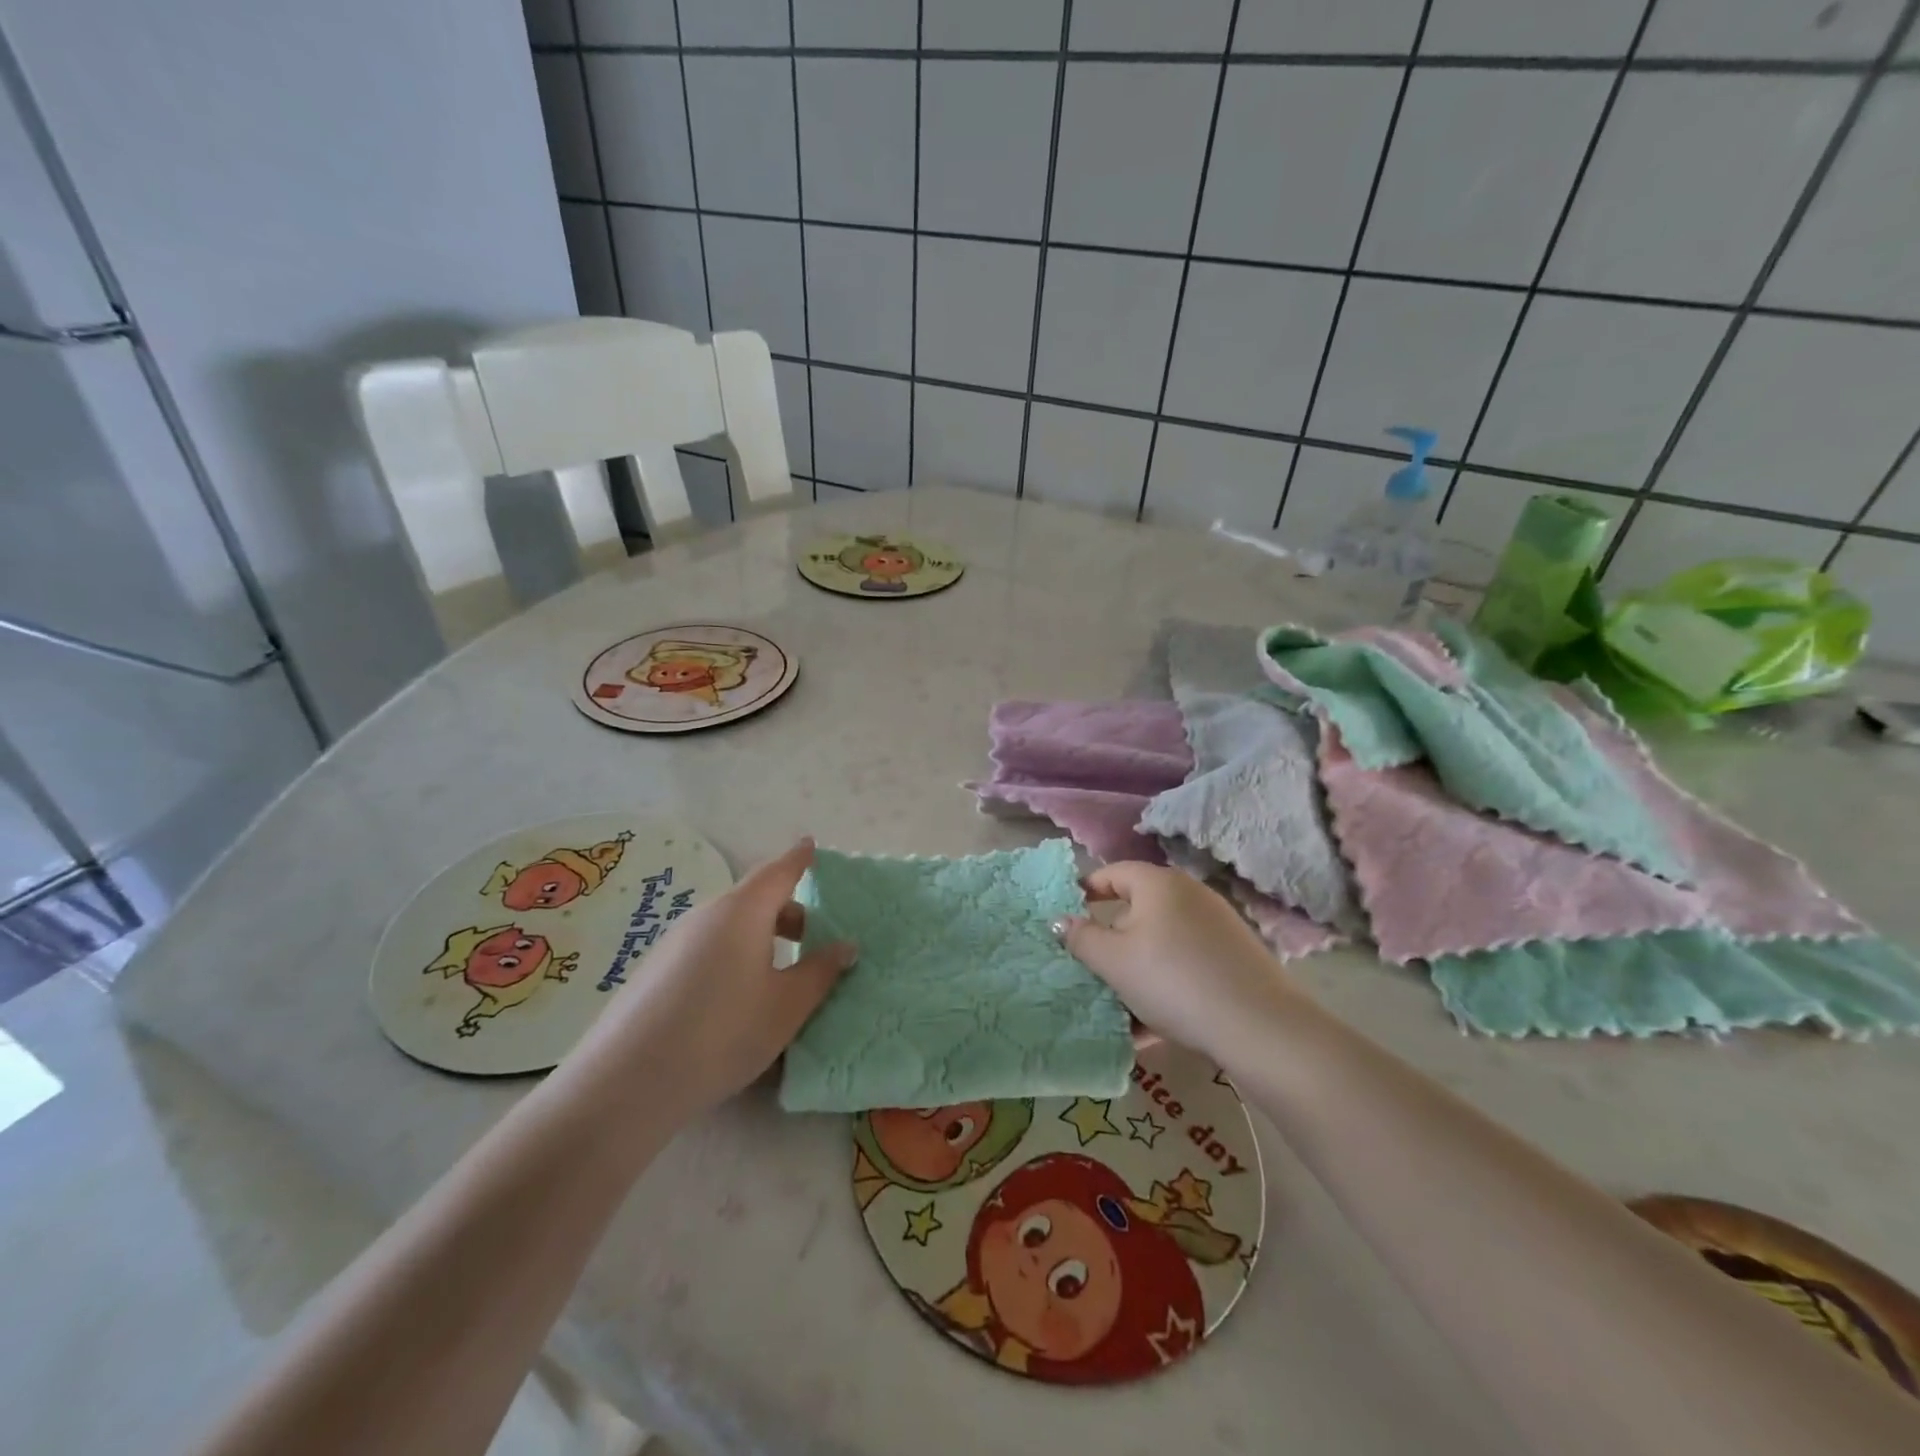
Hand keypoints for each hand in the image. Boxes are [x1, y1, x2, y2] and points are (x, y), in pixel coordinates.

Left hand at [569, 839, 855, 1115]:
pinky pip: (706, 947)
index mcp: (743, 911)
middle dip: (786, 911)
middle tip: (811, 938)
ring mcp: (674, 941)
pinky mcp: (655, 969)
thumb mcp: (787, 1006)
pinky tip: (734, 1000)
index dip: (798, 858)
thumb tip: (846, 945)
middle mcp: (706, 915)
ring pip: (729, 925)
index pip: (778, 871)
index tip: (811, 845)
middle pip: (754, 899)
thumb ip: (821, 971)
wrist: (627, 1082)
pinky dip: (731, 955)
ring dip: (759, 936)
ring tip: (776, 974)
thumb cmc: (724, 1032)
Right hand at [1058, 862, 1299, 1062]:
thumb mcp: (1114, 962)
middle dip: (1111, 942)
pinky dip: (1165, 987)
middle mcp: (1190, 895)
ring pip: (1161, 945)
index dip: (1085, 890)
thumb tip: (1062, 922)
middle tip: (1090, 969)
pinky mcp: (1234, 959)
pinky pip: (1185, 965)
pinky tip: (1152, 1026)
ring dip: (1136, 972)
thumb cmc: (1172, 980)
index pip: (1112, 873)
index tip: (1065, 913)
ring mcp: (1217, 927)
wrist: (1258, 1027)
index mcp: (1159, 884)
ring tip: (1118, 1008)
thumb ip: (1081, 939)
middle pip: (1137, 911)